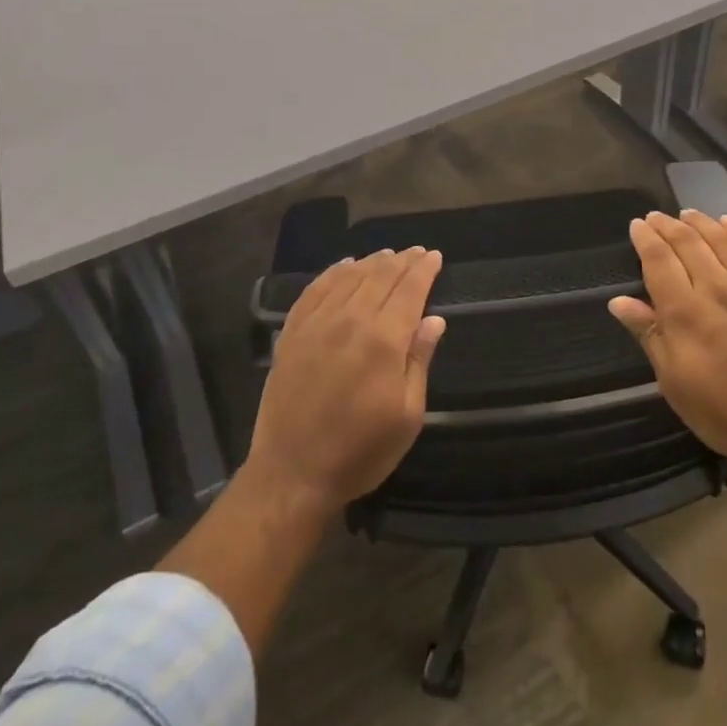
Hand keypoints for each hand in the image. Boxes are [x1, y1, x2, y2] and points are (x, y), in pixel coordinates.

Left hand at [246, 248, 446, 515]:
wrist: (292, 473)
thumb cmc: (360, 451)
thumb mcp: (407, 415)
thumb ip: (419, 361)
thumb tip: (434, 319)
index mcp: (383, 339)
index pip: (409, 289)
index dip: (423, 270)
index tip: (434, 256)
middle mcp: (349, 319)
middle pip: (380, 276)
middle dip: (402, 261)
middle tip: (416, 252)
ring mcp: (316, 323)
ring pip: (349, 276)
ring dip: (372, 262)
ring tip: (387, 255)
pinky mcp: (292, 332)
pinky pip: (315, 289)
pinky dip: (333, 272)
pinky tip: (344, 266)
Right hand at [609, 210, 726, 473]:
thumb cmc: (725, 412)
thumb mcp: (674, 382)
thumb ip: (649, 335)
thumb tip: (619, 301)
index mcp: (685, 312)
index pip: (659, 259)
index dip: (645, 238)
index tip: (636, 225)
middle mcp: (717, 289)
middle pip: (688, 242)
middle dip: (667, 225)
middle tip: (655, 217)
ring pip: (722, 240)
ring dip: (701, 222)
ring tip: (687, 214)